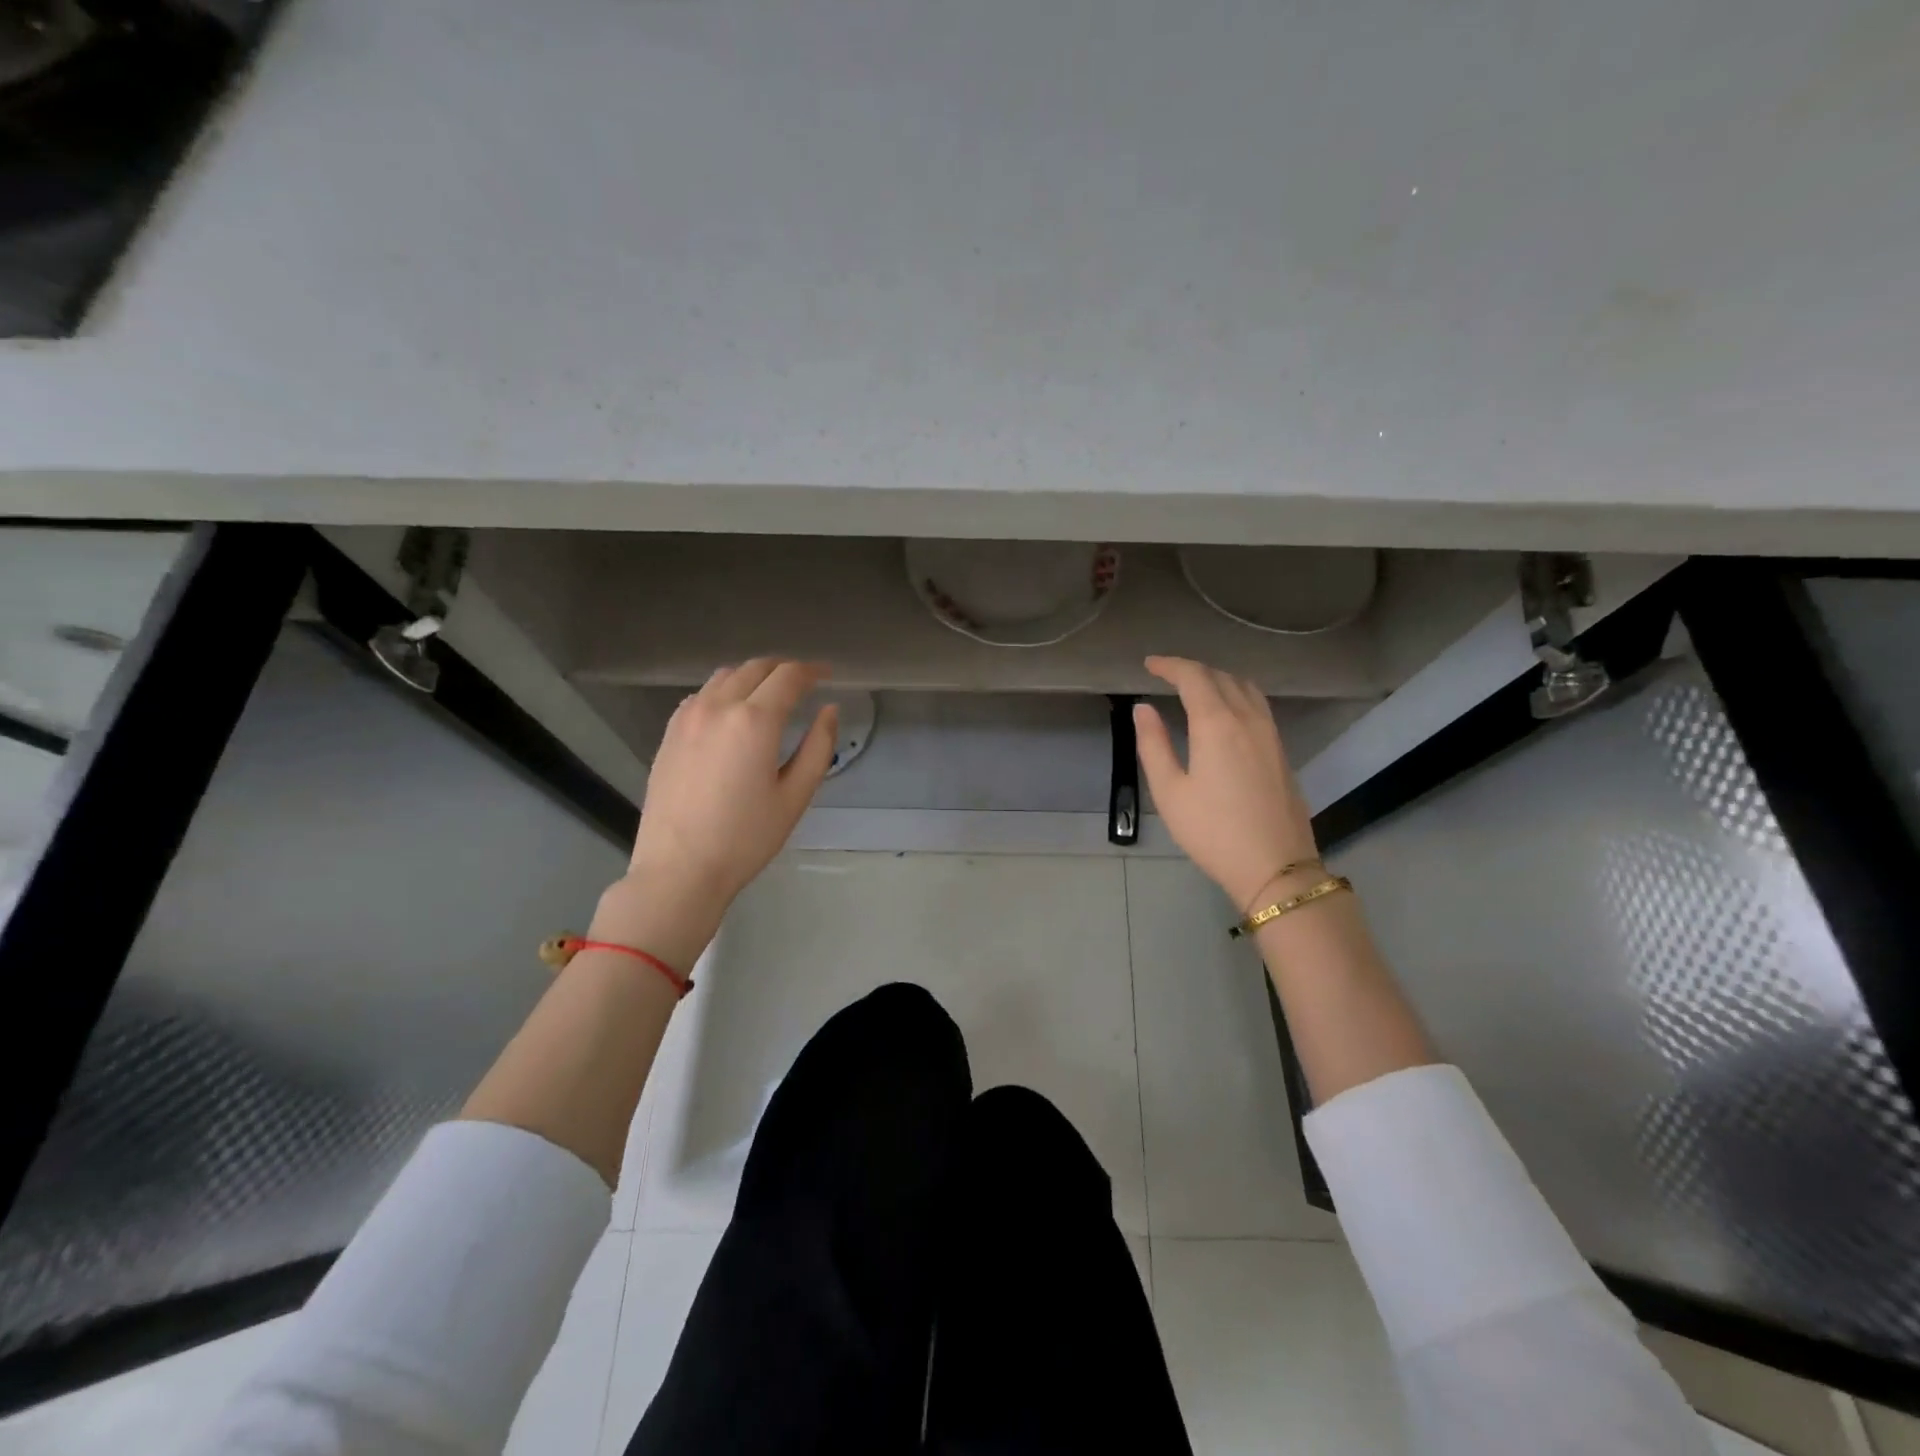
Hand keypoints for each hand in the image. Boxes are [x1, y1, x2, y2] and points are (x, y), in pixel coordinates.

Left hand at [611, 659, 838, 940]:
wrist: (679, 869)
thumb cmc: (745, 838)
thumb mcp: (795, 796)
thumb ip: (818, 747)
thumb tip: (830, 710)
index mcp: (755, 720)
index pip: (789, 676)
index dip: (812, 671)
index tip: (827, 674)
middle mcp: (718, 706)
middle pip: (756, 668)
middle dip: (784, 669)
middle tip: (804, 682)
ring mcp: (687, 717)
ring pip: (725, 676)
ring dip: (753, 676)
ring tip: (770, 693)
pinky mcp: (670, 733)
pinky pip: (701, 695)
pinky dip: (724, 691)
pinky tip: (732, 713)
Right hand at [1133, 656, 1319, 912]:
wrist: (1275, 866)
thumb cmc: (1212, 831)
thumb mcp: (1169, 792)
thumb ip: (1153, 744)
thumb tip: (1143, 708)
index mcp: (1217, 723)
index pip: (1193, 677)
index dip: (1170, 665)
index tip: (1149, 664)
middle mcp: (1248, 718)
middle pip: (1221, 677)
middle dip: (1192, 669)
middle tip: (1167, 674)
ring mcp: (1270, 734)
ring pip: (1246, 688)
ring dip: (1219, 678)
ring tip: (1196, 687)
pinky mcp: (1281, 751)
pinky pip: (1258, 705)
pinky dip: (1237, 694)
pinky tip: (1226, 711)